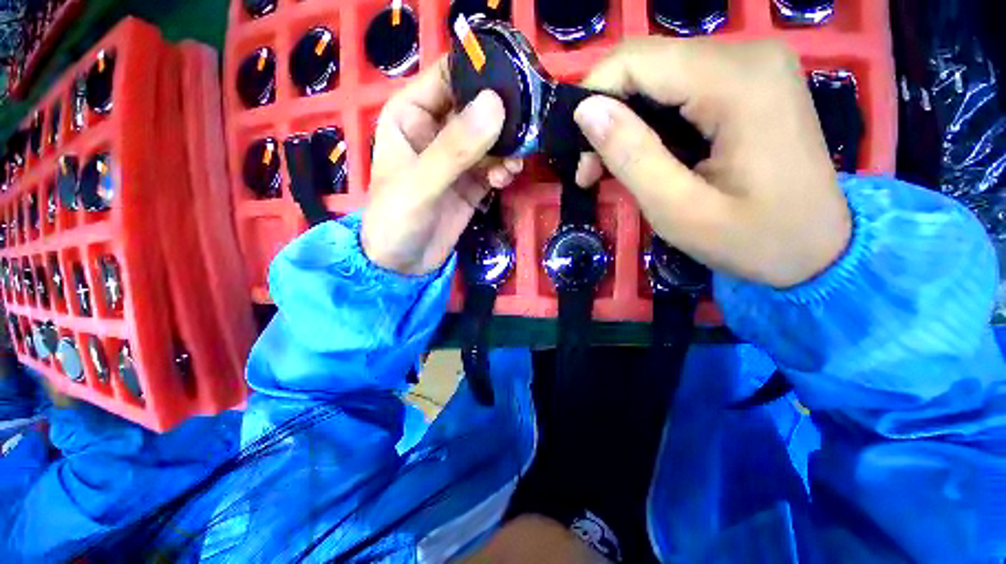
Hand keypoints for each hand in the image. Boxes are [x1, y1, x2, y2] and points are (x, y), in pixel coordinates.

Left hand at [362, 57, 522, 274]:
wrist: (404, 265)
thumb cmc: (396, 221)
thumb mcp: (420, 184)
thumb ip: (455, 149)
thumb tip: (496, 106)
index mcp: (411, 114)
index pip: (449, 76)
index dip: (481, 74)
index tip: (516, 84)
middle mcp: (436, 129)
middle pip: (477, 106)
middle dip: (503, 116)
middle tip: (526, 128)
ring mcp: (457, 158)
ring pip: (491, 138)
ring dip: (507, 148)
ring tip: (511, 165)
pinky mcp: (472, 182)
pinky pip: (495, 166)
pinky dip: (504, 169)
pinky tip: (504, 180)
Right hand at [574, 38, 850, 287]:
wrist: (819, 249)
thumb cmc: (753, 239)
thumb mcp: (679, 210)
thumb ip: (632, 156)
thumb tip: (585, 112)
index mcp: (737, 82)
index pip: (636, 61)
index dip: (591, 98)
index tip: (577, 152)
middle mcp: (747, 56)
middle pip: (646, 64)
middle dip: (606, 114)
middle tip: (590, 170)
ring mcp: (752, 66)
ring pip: (658, 76)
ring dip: (624, 121)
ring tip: (608, 169)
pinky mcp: (749, 83)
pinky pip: (680, 88)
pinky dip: (649, 121)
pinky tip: (641, 154)